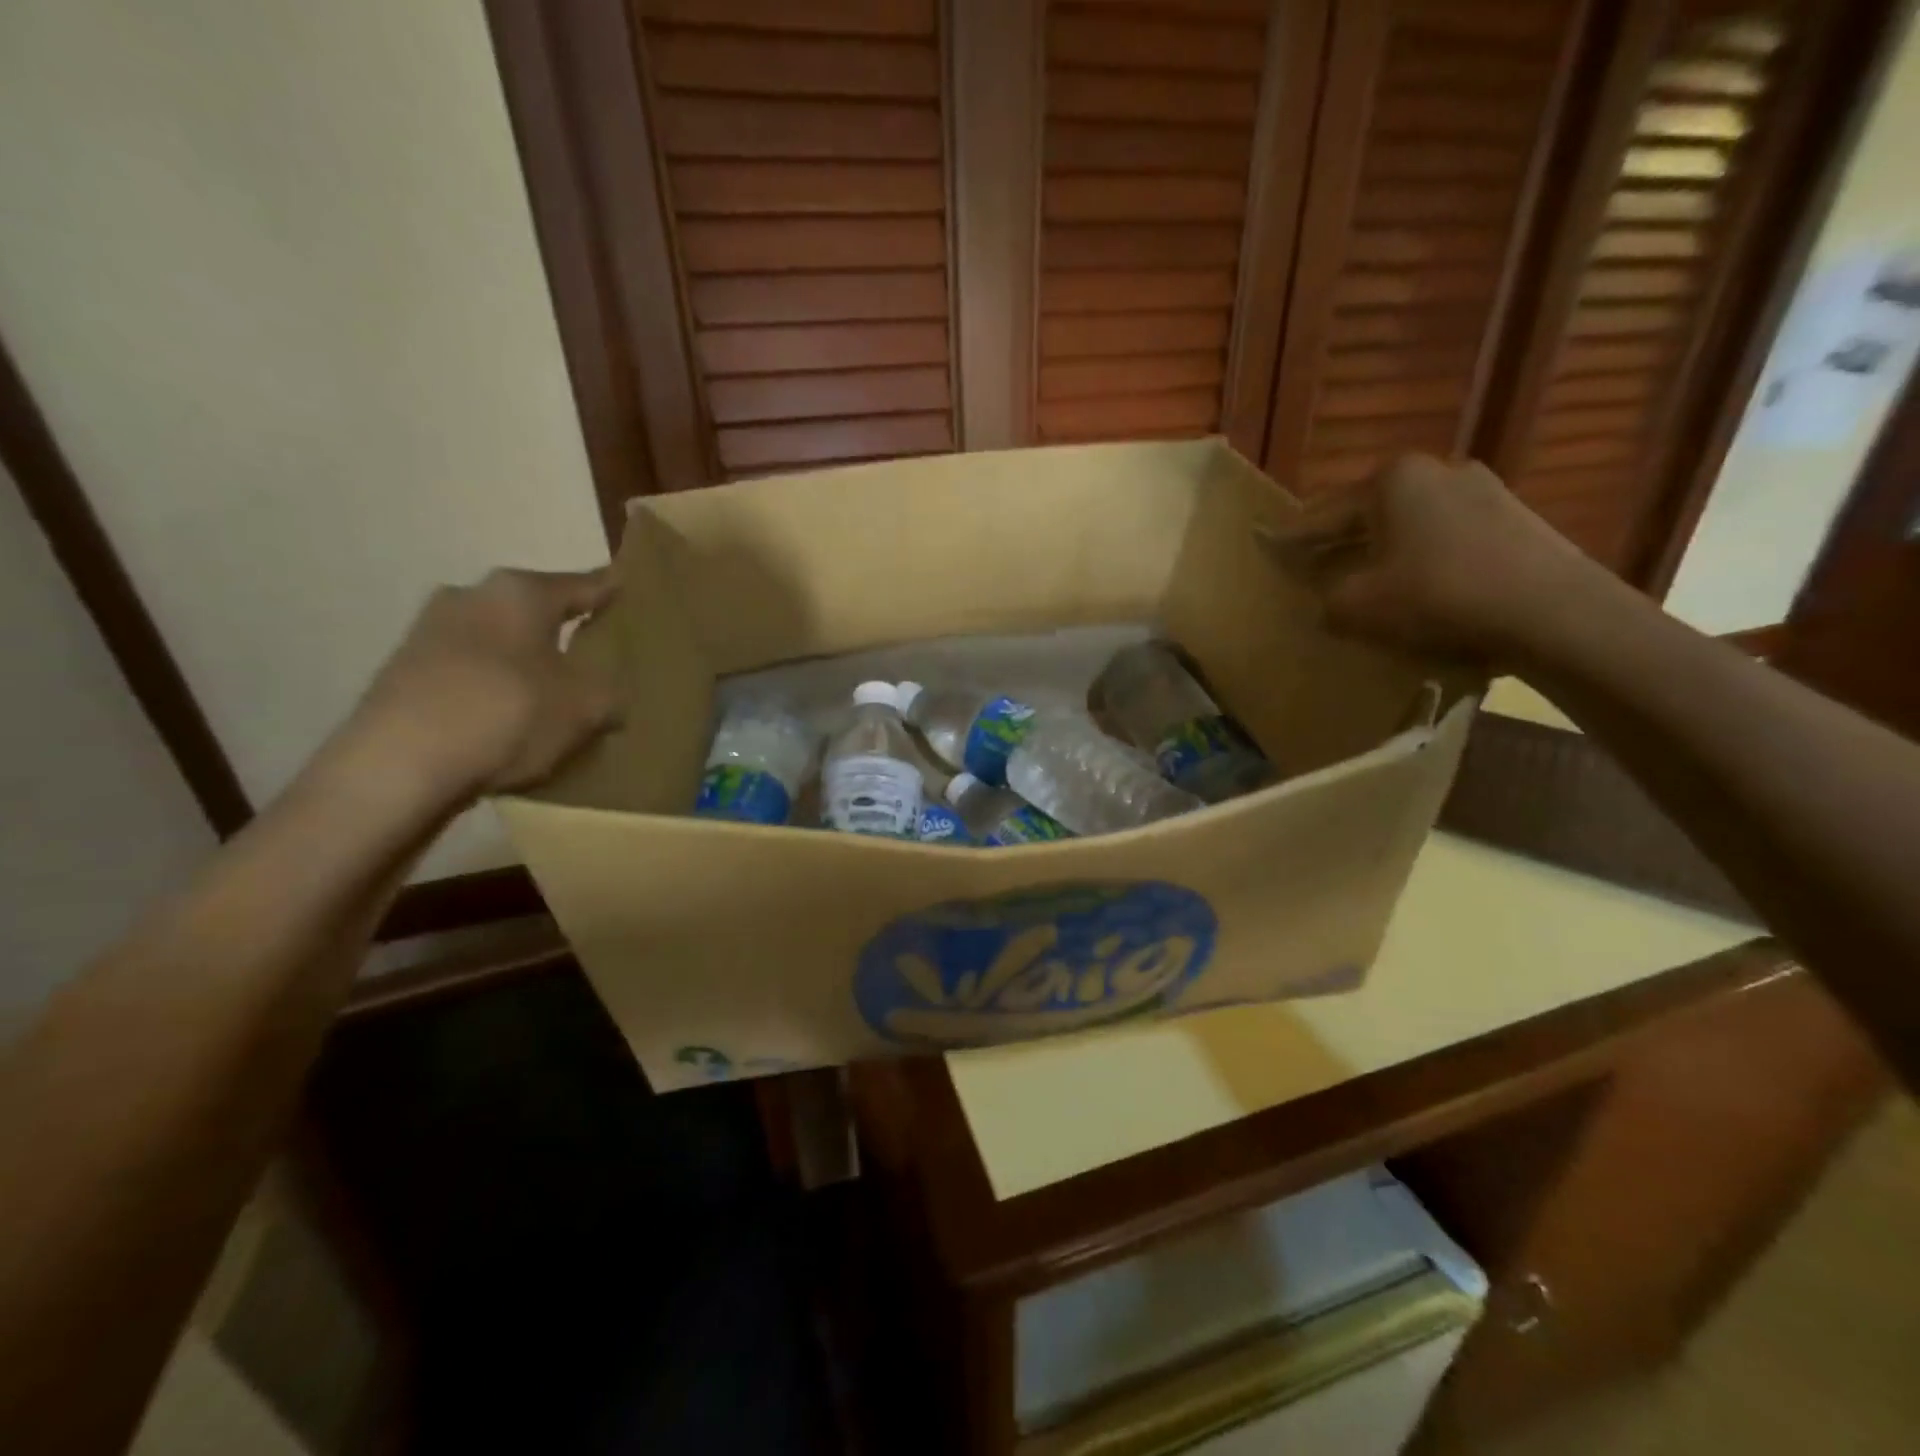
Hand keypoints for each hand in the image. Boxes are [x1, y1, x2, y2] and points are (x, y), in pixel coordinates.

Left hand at [340, 566, 620, 805]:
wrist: (397, 766)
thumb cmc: (508, 714)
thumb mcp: (587, 708)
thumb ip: (610, 695)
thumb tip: (609, 697)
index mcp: (520, 592)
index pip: (583, 584)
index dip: (611, 589)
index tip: (630, 587)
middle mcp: (471, 596)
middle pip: (533, 610)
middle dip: (561, 629)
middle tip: (595, 652)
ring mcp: (428, 632)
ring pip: (498, 641)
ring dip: (524, 661)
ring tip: (552, 694)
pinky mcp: (402, 673)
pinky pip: (468, 672)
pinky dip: (492, 688)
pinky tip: (508, 721)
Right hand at [1275, 455, 1613, 663]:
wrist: (1552, 612)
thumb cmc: (1437, 596)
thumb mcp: (1356, 605)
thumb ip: (1324, 597)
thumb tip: (1326, 597)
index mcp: (1390, 479)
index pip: (1321, 515)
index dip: (1290, 539)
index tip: (1266, 548)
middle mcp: (1434, 469)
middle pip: (1366, 514)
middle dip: (1338, 543)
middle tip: (1312, 568)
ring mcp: (1481, 489)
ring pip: (1408, 525)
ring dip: (1381, 551)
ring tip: (1364, 582)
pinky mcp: (1513, 518)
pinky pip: (1445, 538)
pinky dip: (1421, 559)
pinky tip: (1417, 588)